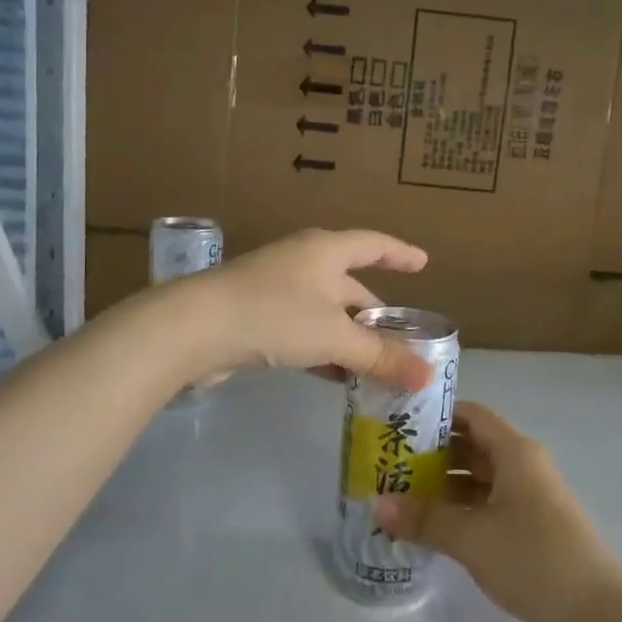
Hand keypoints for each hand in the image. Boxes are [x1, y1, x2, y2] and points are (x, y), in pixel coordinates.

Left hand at [168, 228, 432, 390]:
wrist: (194, 329)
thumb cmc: (273, 315)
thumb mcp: (334, 336)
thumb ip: (380, 357)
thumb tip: (427, 376)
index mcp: (325, 251)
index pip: (374, 245)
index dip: (400, 254)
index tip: (423, 264)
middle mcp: (303, 263)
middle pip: (351, 287)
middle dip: (376, 317)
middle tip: (403, 344)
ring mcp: (277, 290)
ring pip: (327, 314)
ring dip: (351, 340)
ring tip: (378, 369)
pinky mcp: (258, 317)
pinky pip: (304, 331)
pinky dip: (325, 351)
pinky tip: (337, 377)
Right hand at [375, 403, 621, 621]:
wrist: (599, 618)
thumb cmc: (534, 558)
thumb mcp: (472, 537)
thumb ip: (424, 519)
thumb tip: (377, 504)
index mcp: (515, 453)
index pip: (471, 416)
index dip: (436, 416)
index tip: (398, 425)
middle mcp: (522, 469)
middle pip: (471, 449)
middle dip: (431, 456)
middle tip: (387, 467)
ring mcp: (528, 503)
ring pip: (477, 483)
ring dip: (442, 489)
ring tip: (398, 499)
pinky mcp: (529, 534)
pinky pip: (485, 512)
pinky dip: (458, 515)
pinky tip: (428, 531)